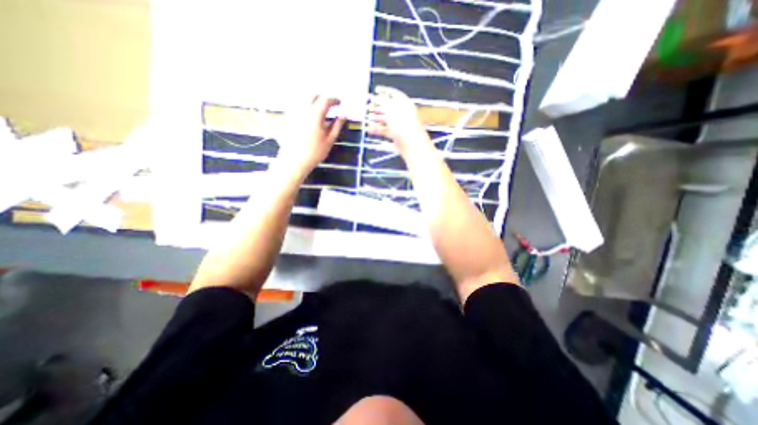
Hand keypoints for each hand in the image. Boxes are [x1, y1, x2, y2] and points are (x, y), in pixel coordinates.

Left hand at [275, 95, 345, 179]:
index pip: (326, 100)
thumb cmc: (315, 152)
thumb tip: (344, 115)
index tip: (339, 103)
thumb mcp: (330, 140)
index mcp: (315, 115)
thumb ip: (337, 125)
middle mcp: (302, 109)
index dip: (334, 100)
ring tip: (319, 110)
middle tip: (330, 106)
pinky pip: (296, 105)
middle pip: (313, 95)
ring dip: (313, 100)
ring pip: (303, 98)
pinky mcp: (287, 117)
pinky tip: (308, 115)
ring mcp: (293, 112)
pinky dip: (304, 106)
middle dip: (323, 98)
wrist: (294, 161)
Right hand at [368, 85, 432, 153]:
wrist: (411, 144)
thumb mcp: (391, 109)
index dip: (384, 91)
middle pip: (390, 108)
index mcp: (405, 104)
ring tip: (368, 117)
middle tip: (370, 106)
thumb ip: (383, 101)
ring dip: (377, 118)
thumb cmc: (402, 123)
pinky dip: (378, 130)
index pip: (394, 94)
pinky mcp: (396, 137)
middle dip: (379, 106)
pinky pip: (385, 132)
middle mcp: (403, 114)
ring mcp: (400, 126)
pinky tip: (370, 130)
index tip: (375, 90)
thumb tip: (377, 96)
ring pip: (387, 120)